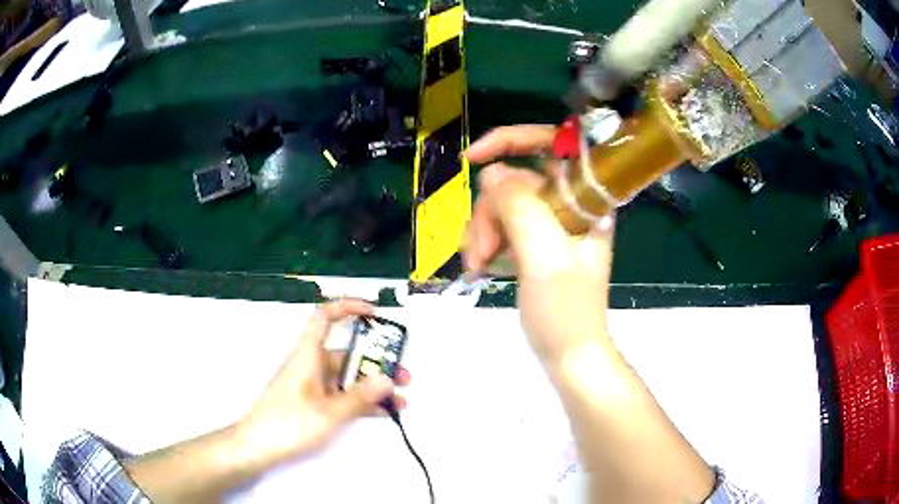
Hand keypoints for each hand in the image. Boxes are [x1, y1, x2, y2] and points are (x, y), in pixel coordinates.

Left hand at [238, 299, 409, 466]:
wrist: (257, 447)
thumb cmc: (289, 423)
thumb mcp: (329, 412)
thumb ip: (360, 396)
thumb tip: (388, 378)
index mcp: (309, 355)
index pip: (326, 317)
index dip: (349, 308)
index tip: (376, 314)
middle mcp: (312, 365)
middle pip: (347, 353)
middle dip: (378, 362)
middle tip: (404, 377)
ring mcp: (313, 385)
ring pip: (348, 378)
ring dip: (374, 386)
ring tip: (401, 400)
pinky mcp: (314, 403)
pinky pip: (343, 395)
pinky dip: (362, 401)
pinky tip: (384, 412)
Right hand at [464, 125, 614, 365]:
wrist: (569, 354)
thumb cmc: (565, 311)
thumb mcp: (544, 258)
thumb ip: (521, 208)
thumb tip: (493, 174)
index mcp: (586, 198)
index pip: (553, 144)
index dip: (513, 139)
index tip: (474, 158)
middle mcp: (570, 204)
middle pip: (517, 180)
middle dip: (490, 211)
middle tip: (480, 251)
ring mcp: (552, 224)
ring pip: (504, 204)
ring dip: (483, 231)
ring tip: (479, 264)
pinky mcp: (537, 242)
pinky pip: (502, 226)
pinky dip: (487, 242)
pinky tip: (482, 266)